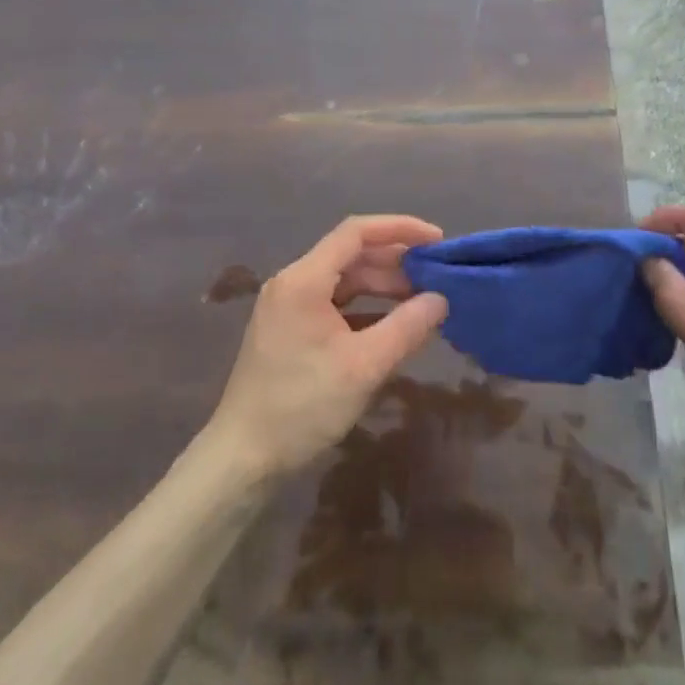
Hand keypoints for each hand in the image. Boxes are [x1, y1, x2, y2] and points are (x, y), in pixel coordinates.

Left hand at [205, 215, 448, 480]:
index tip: (437, 239)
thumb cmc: (303, 405)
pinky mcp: (290, 330)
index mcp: (304, 279)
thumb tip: (441, 299)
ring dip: (382, 286)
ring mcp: (288, 307)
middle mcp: (293, 283)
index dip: (400, 228)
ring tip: (422, 299)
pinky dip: (365, 308)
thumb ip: (406, 327)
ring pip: (343, 281)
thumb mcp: (364, 366)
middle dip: (395, 262)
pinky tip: (392, 324)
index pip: (356, 232)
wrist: (243, 456)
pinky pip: (334, 304)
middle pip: (351, 255)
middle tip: (437, 275)